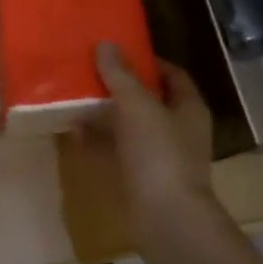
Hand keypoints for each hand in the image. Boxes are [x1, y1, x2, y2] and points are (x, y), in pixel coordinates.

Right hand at [94, 43, 215, 233]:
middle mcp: (178, 129)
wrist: (166, 218)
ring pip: (130, 127)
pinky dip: (98, 142)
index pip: (172, 74)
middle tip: (90, 72)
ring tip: (75, 98)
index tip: (119, 51)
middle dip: (120, 87)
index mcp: (188, 108)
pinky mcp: (141, 178)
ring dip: (105, 114)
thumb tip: (105, 45)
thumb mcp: (137, 106)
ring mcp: (160, 156)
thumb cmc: (159, 154)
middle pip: (148, 100)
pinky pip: (117, 152)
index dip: (148, 61)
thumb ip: (120, 75)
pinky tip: (74, 133)